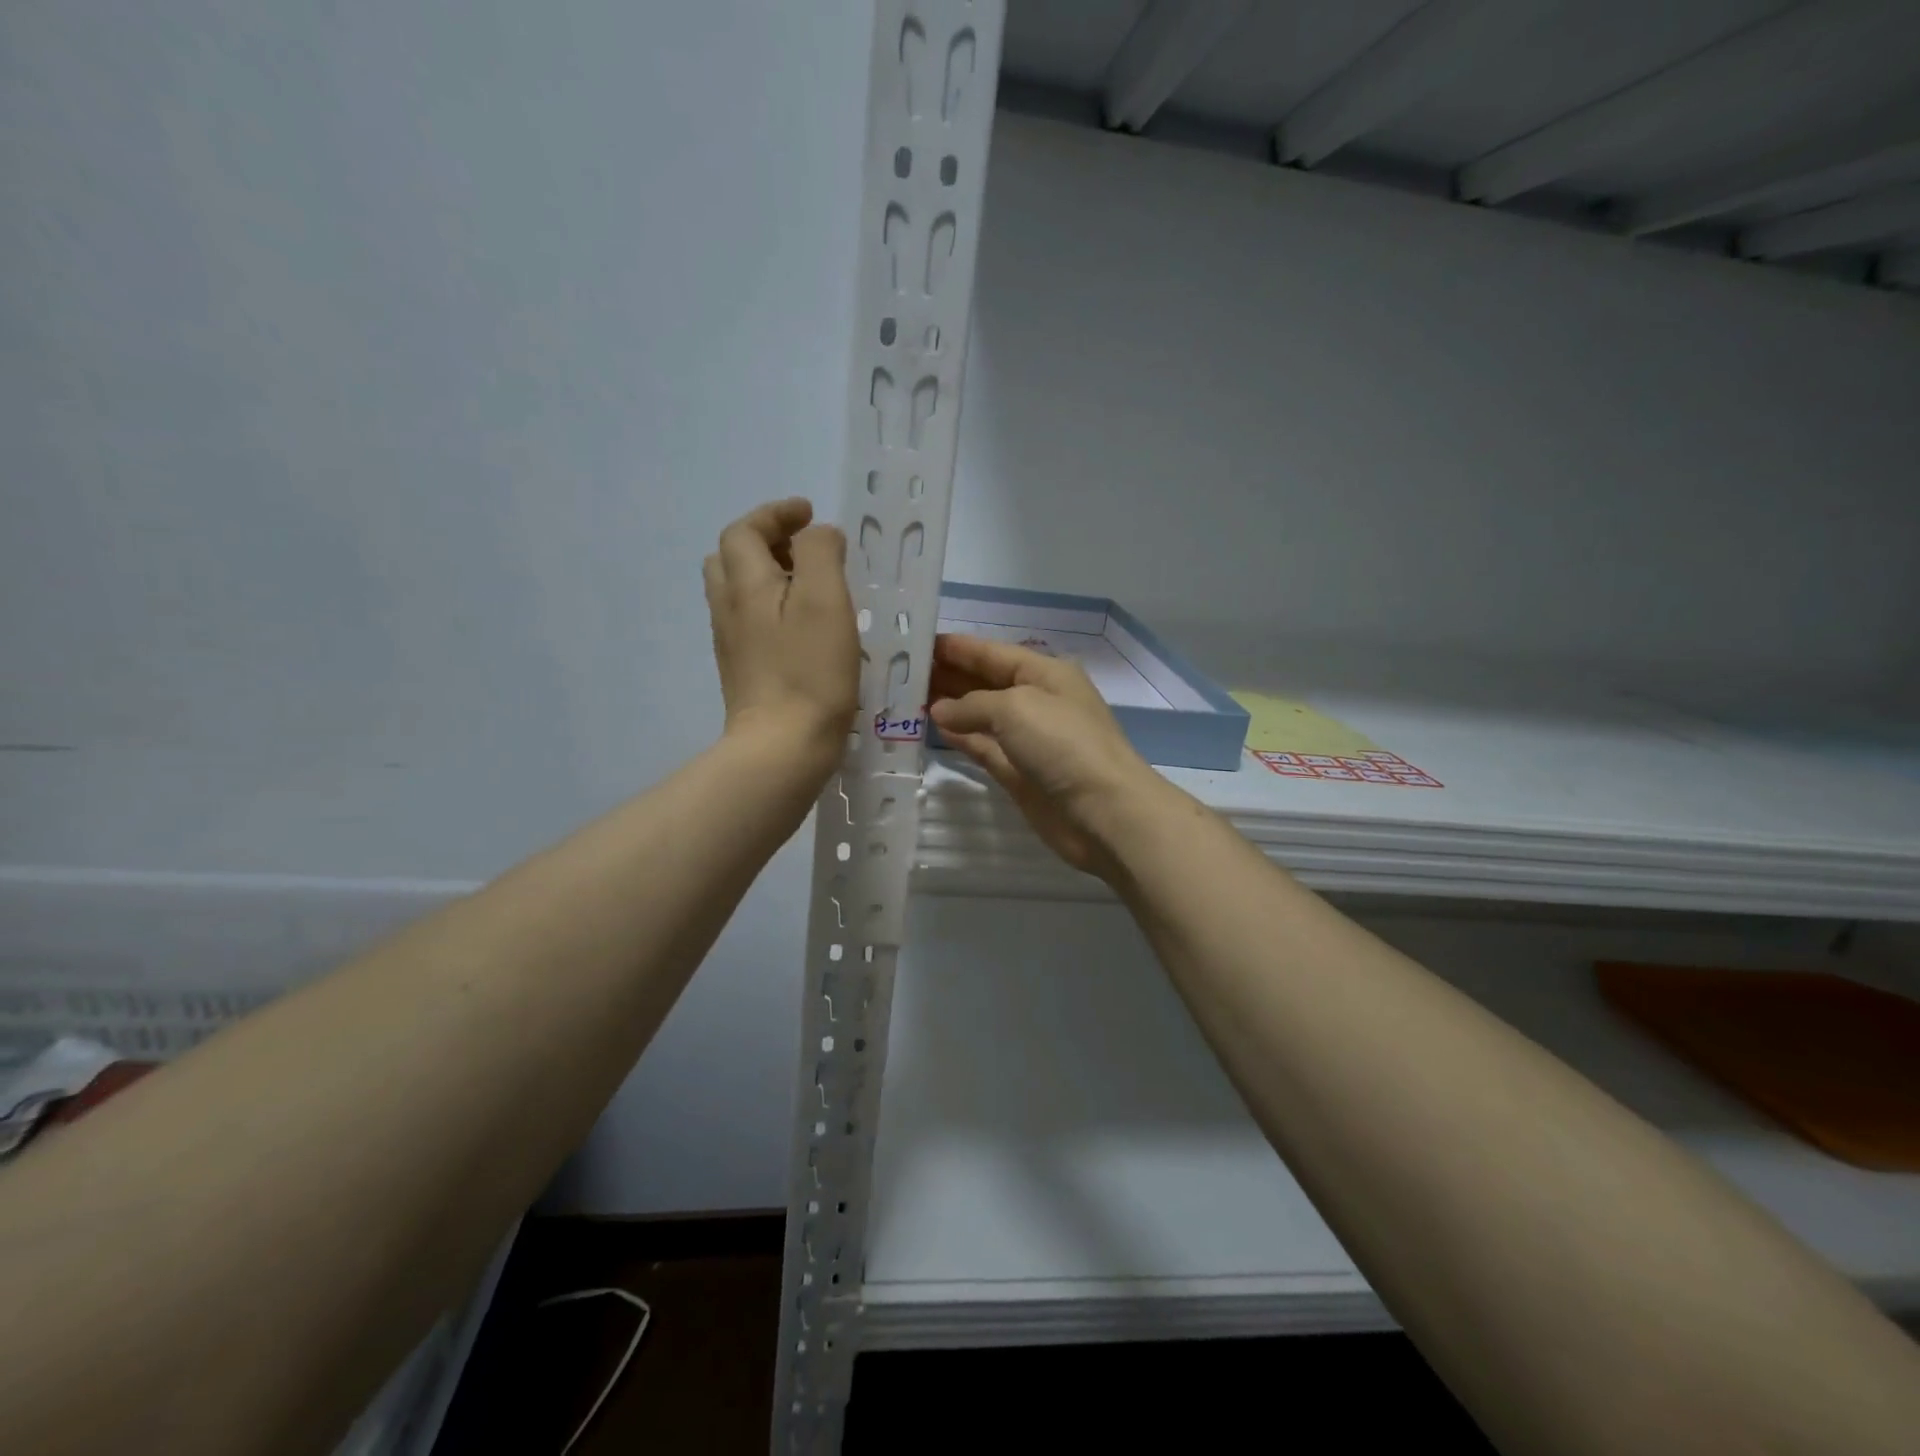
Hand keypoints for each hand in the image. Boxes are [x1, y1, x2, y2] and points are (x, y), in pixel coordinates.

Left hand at [704, 499, 858, 770]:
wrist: (782, 747)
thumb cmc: (809, 672)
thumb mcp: (825, 600)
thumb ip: (820, 553)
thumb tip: (817, 535)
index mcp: (745, 584)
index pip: (745, 530)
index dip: (775, 514)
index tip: (808, 513)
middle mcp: (728, 608)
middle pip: (730, 558)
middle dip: (765, 542)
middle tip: (804, 550)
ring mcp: (732, 643)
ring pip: (738, 592)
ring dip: (768, 575)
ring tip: (809, 586)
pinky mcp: (743, 671)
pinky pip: (749, 622)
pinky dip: (771, 607)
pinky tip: (803, 628)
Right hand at [928, 634, 1163, 875]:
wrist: (1103, 812)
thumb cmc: (1063, 744)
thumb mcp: (1016, 707)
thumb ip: (971, 704)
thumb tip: (939, 711)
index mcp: (1045, 673)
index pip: (993, 652)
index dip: (957, 647)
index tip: (916, 642)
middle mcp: (1036, 701)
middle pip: (985, 682)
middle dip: (948, 674)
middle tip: (901, 672)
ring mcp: (1028, 739)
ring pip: (980, 716)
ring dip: (949, 707)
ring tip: (907, 698)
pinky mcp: (1019, 773)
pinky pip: (982, 747)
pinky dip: (960, 738)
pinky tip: (933, 729)